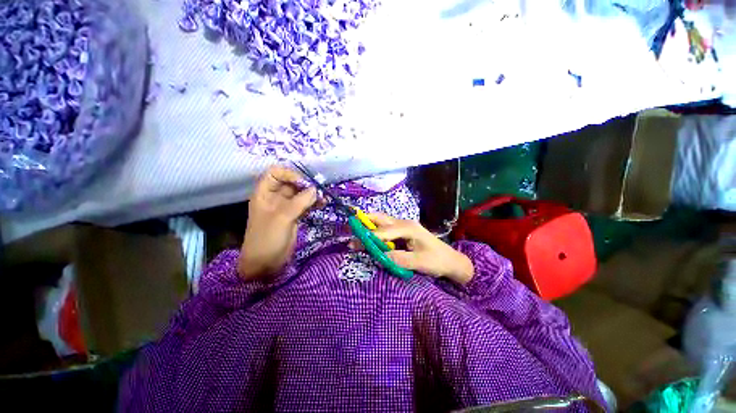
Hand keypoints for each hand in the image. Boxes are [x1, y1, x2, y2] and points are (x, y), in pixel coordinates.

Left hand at [238, 166, 318, 279]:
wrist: (265, 263)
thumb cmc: (267, 238)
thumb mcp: (282, 218)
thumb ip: (299, 202)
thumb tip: (315, 189)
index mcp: (264, 194)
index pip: (275, 173)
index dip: (289, 174)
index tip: (303, 183)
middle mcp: (275, 197)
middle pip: (291, 183)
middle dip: (305, 184)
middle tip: (319, 189)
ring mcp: (286, 207)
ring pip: (300, 194)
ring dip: (312, 194)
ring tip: (324, 197)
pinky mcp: (294, 216)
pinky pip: (305, 205)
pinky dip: (314, 203)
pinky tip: (323, 204)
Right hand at [354, 213, 473, 285]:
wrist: (451, 261)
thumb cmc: (437, 260)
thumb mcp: (420, 262)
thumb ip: (401, 259)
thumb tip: (381, 256)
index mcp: (408, 228)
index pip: (384, 231)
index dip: (369, 236)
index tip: (355, 242)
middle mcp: (404, 223)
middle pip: (381, 218)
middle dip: (365, 221)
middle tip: (351, 228)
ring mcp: (403, 227)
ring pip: (382, 222)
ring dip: (369, 226)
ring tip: (356, 233)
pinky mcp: (403, 233)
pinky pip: (386, 230)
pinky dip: (375, 232)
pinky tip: (370, 238)